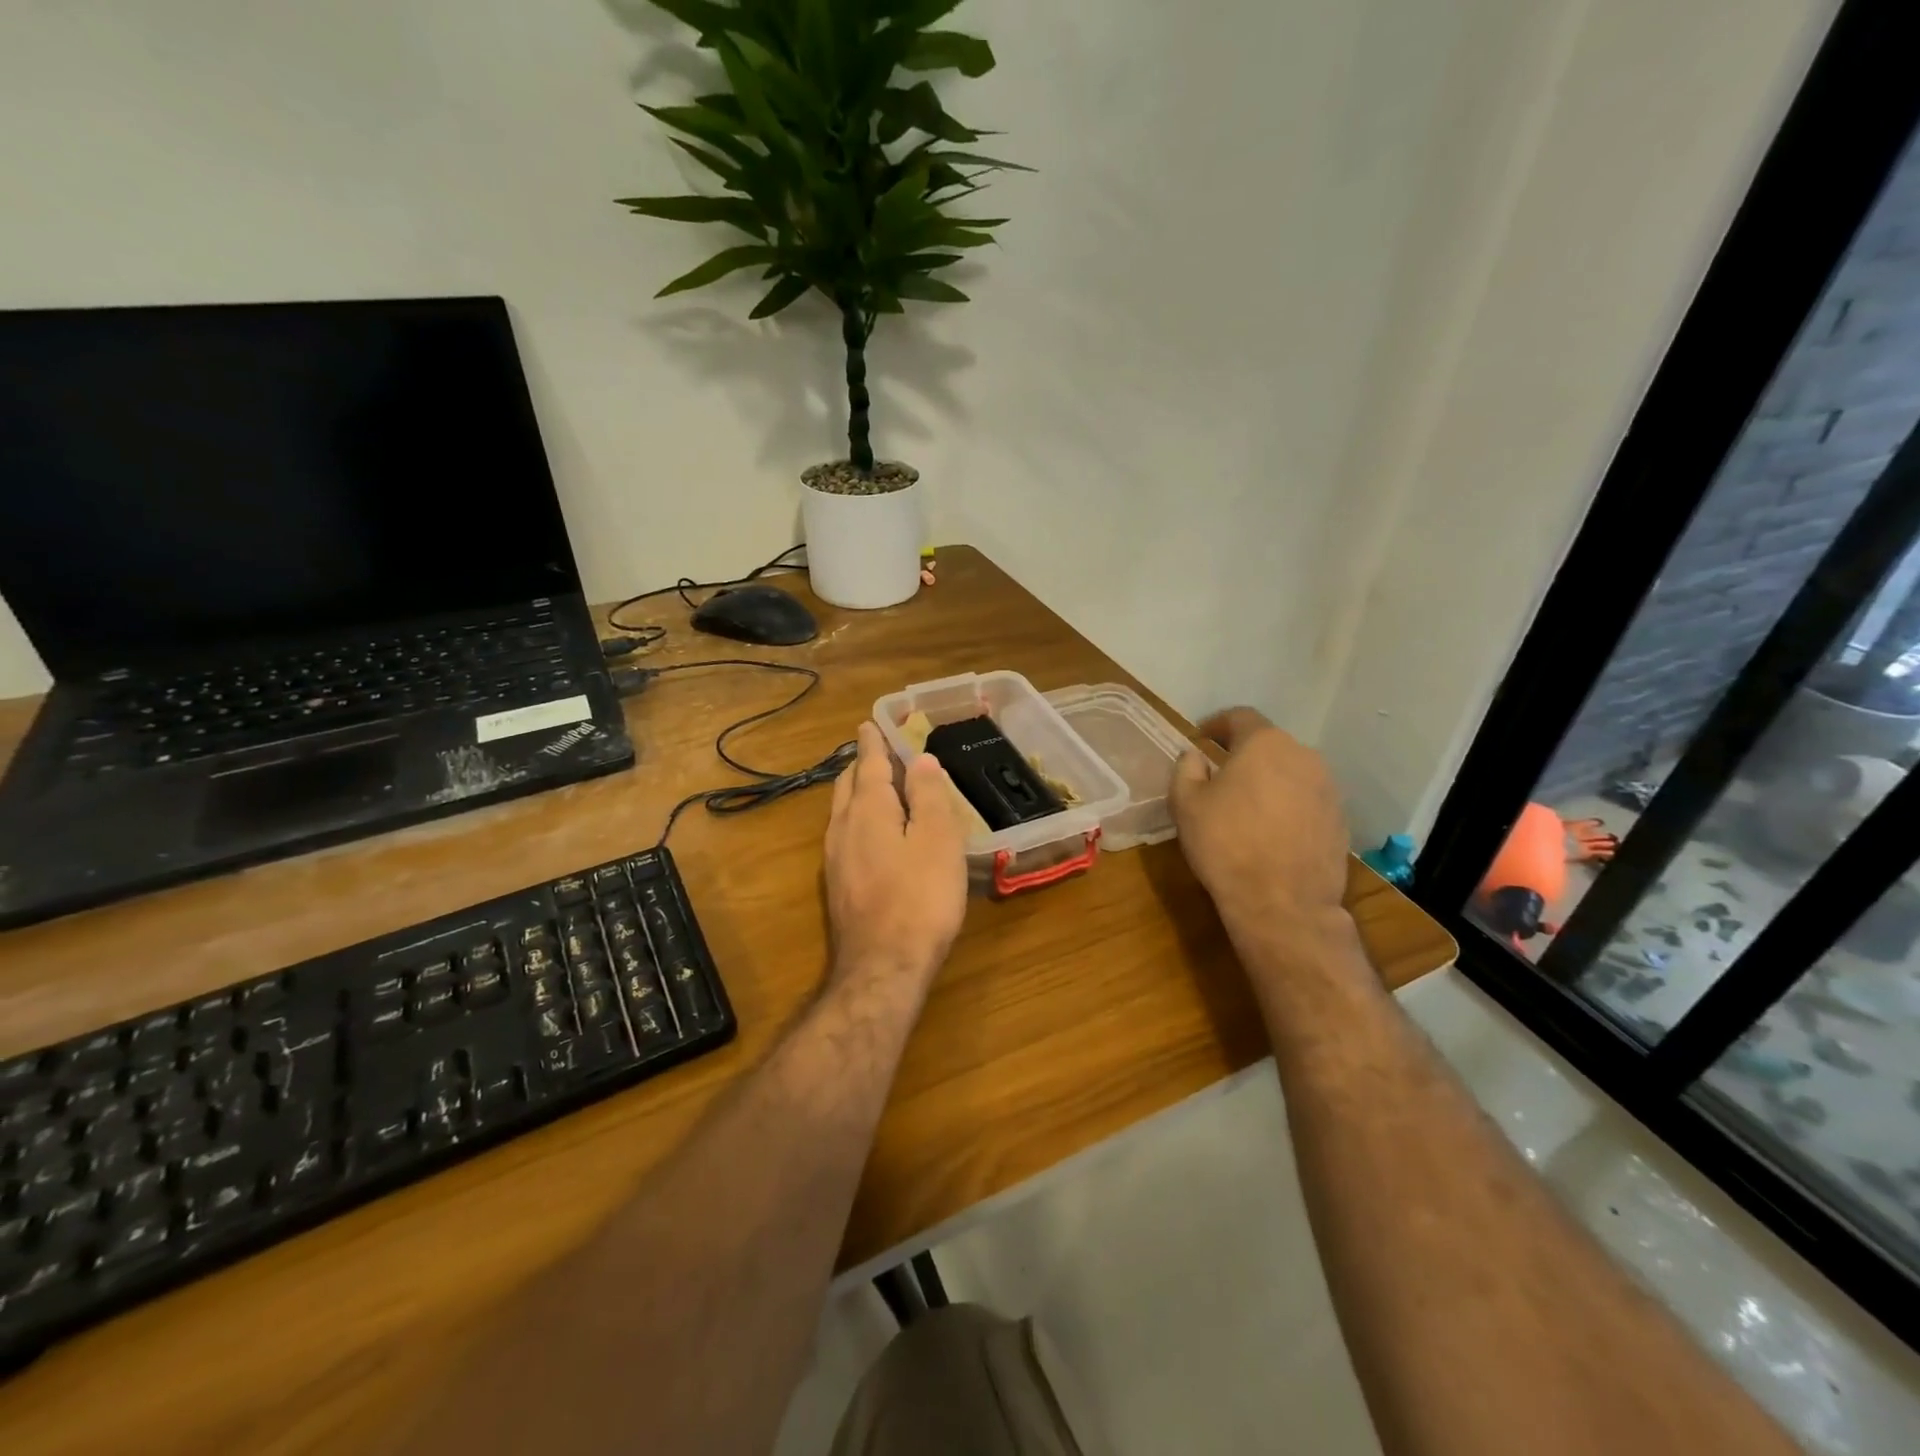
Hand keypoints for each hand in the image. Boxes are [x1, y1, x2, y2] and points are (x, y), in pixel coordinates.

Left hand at [824, 722, 968, 990]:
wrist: (883, 966)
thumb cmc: (920, 898)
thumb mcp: (937, 840)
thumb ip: (928, 797)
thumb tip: (921, 760)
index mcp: (869, 809)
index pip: (869, 762)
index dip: (874, 741)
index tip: (871, 723)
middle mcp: (843, 826)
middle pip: (848, 783)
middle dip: (862, 763)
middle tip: (879, 752)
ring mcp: (834, 858)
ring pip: (842, 810)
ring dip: (857, 791)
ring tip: (876, 787)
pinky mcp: (837, 884)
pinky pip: (844, 834)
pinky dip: (858, 818)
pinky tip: (872, 834)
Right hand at [1170, 708, 1350, 948]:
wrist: (1283, 903)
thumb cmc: (1226, 845)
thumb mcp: (1186, 804)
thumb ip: (1186, 769)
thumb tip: (1195, 755)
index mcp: (1264, 744)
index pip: (1239, 717)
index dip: (1216, 724)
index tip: (1201, 738)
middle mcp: (1303, 756)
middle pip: (1269, 744)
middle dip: (1244, 755)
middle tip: (1221, 776)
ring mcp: (1328, 788)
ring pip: (1291, 772)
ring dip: (1269, 781)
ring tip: (1248, 806)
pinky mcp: (1340, 819)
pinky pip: (1307, 800)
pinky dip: (1288, 805)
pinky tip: (1272, 831)